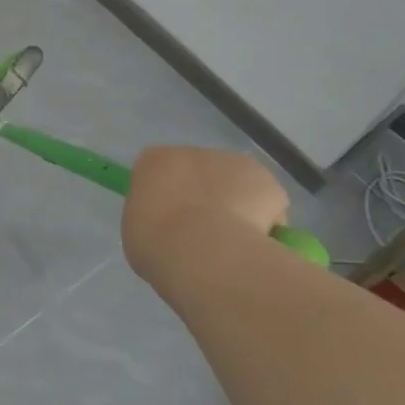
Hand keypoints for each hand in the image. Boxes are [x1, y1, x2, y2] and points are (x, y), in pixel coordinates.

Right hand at [122, 146, 288, 279]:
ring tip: (236, 246)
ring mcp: (231, 162)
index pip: (159, 172)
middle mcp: (191, 152)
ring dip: (237, 206)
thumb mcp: (137, 231)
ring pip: (235, 185)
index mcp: (153, 161)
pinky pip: (266, 202)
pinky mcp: (265, 179)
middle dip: (205, 198)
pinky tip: (258, 245)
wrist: (205, 252)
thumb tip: (171, 226)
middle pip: (200, 173)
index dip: (168, 198)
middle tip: (206, 237)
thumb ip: (153, 218)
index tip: (171, 223)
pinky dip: (267, 221)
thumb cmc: (158, 243)